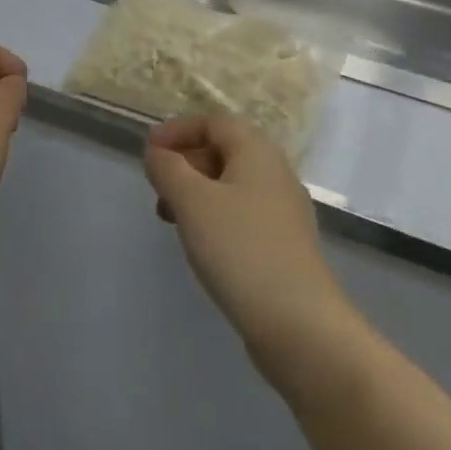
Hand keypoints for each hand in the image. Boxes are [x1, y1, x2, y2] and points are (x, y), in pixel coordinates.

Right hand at [145, 115, 349, 370]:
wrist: (302, 327)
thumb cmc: (241, 250)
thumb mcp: (192, 201)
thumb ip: (168, 169)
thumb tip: (157, 153)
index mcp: (257, 151)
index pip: (212, 122)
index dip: (177, 130)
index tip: (148, 151)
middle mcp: (275, 173)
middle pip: (224, 150)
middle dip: (185, 162)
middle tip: (157, 187)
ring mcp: (284, 212)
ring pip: (231, 185)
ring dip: (196, 192)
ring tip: (170, 219)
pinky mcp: (285, 246)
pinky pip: (242, 214)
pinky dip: (214, 217)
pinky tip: (201, 245)